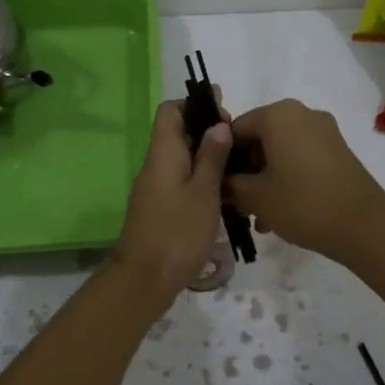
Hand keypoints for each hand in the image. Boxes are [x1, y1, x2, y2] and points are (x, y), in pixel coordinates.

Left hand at [112, 101, 230, 293]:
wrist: (144, 280)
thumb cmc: (177, 232)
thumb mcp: (203, 192)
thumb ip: (212, 157)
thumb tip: (218, 124)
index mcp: (162, 153)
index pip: (171, 110)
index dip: (195, 104)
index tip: (224, 113)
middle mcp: (155, 165)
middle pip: (177, 133)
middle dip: (208, 131)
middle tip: (240, 144)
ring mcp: (155, 188)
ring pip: (181, 159)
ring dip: (207, 157)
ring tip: (239, 168)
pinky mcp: (160, 209)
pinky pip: (181, 181)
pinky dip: (201, 179)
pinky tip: (224, 194)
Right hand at [226, 99, 384, 264]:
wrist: (363, 226)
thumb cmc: (302, 203)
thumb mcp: (254, 196)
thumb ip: (228, 183)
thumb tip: (218, 180)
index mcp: (277, 114)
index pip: (234, 129)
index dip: (222, 159)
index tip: (216, 186)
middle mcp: (301, 113)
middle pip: (259, 139)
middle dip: (245, 171)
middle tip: (236, 204)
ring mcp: (324, 131)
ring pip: (279, 151)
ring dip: (264, 179)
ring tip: (258, 216)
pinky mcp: (338, 151)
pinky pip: (300, 158)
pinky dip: (286, 178)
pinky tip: (280, 212)